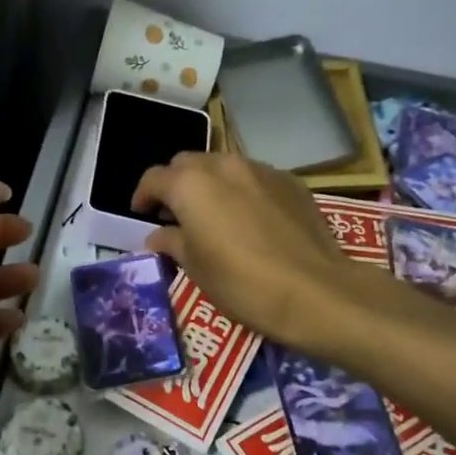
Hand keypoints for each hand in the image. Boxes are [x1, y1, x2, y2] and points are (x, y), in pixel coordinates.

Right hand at [133, 152, 363, 347]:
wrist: (314, 290)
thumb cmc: (241, 282)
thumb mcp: (195, 267)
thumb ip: (171, 242)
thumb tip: (158, 235)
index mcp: (191, 184)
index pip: (154, 178)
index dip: (143, 196)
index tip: (141, 214)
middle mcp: (223, 165)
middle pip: (188, 163)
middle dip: (176, 184)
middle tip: (175, 213)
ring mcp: (261, 170)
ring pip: (223, 166)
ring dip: (210, 184)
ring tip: (213, 214)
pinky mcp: (291, 182)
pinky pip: (254, 177)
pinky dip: (242, 190)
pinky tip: (249, 219)